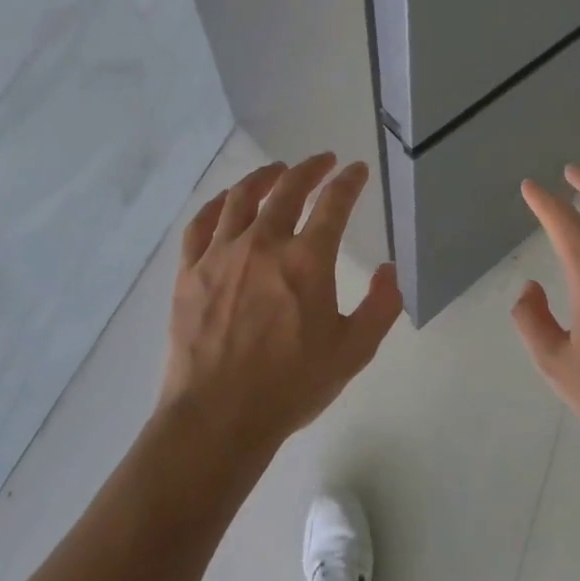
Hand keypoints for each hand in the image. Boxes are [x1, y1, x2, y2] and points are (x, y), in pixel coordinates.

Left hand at [161, 154, 403, 457]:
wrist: (217, 419)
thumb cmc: (290, 387)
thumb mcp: (353, 352)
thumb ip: (381, 307)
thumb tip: (389, 269)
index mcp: (307, 261)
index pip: (334, 204)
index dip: (348, 181)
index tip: (356, 170)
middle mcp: (264, 244)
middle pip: (288, 188)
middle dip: (310, 168)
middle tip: (322, 161)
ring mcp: (221, 255)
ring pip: (242, 197)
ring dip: (264, 176)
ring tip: (277, 170)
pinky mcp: (190, 271)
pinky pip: (201, 224)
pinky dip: (217, 204)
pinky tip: (226, 201)